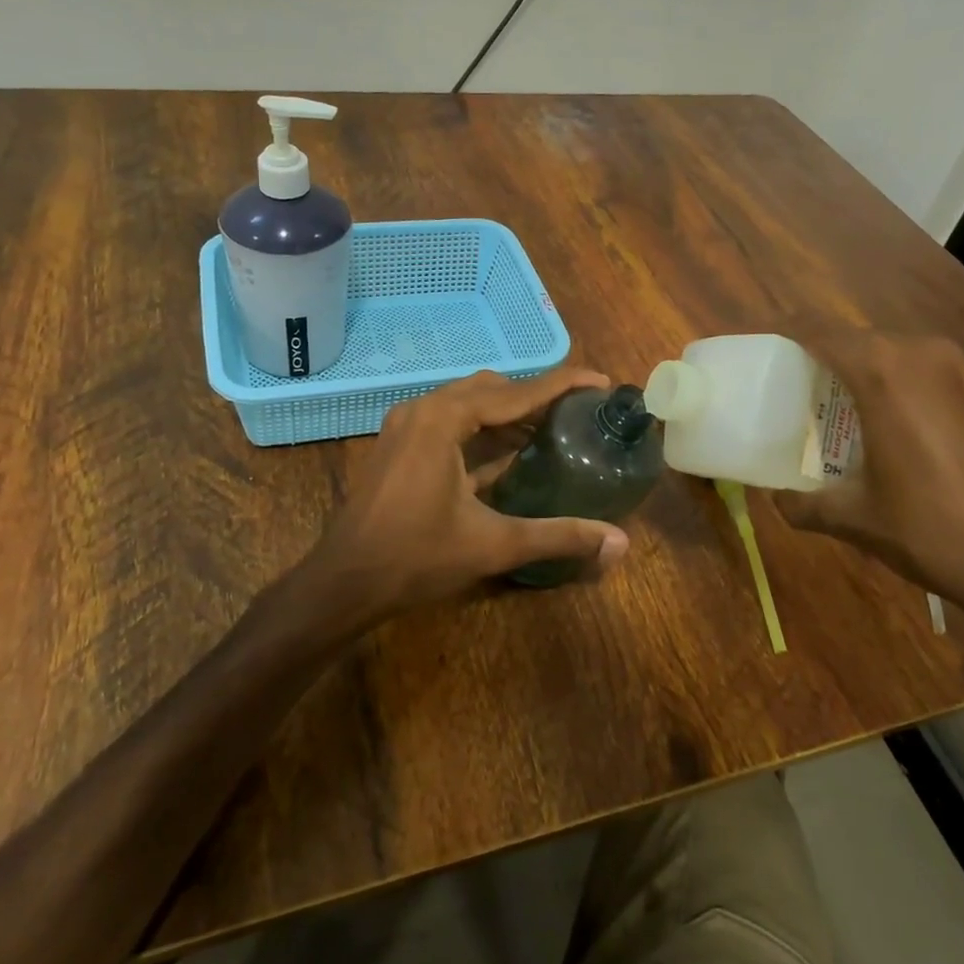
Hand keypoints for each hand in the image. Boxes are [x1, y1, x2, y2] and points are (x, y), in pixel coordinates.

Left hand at [310, 368, 630, 620]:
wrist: (344, 582)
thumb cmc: (416, 557)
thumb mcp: (493, 544)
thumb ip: (557, 537)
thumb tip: (619, 544)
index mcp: (444, 419)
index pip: (516, 392)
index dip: (562, 385)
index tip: (601, 382)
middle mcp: (423, 409)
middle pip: (492, 388)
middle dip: (535, 396)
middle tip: (576, 413)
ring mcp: (405, 425)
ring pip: (468, 401)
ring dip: (507, 411)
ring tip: (549, 429)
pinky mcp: (398, 444)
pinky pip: (449, 419)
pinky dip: (482, 427)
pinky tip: (507, 451)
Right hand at [773, 325, 963, 676]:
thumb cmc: (933, 530)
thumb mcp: (855, 518)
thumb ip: (803, 504)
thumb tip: (777, 501)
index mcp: (885, 370)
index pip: (819, 329)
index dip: (785, 330)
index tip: (764, 344)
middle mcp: (927, 354)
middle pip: (860, 339)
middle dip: (827, 357)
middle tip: (800, 390)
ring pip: (901, 354)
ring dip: (870, 372)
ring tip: (847, 410)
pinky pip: (934, 374)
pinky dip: (908, 387)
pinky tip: (903, 429)